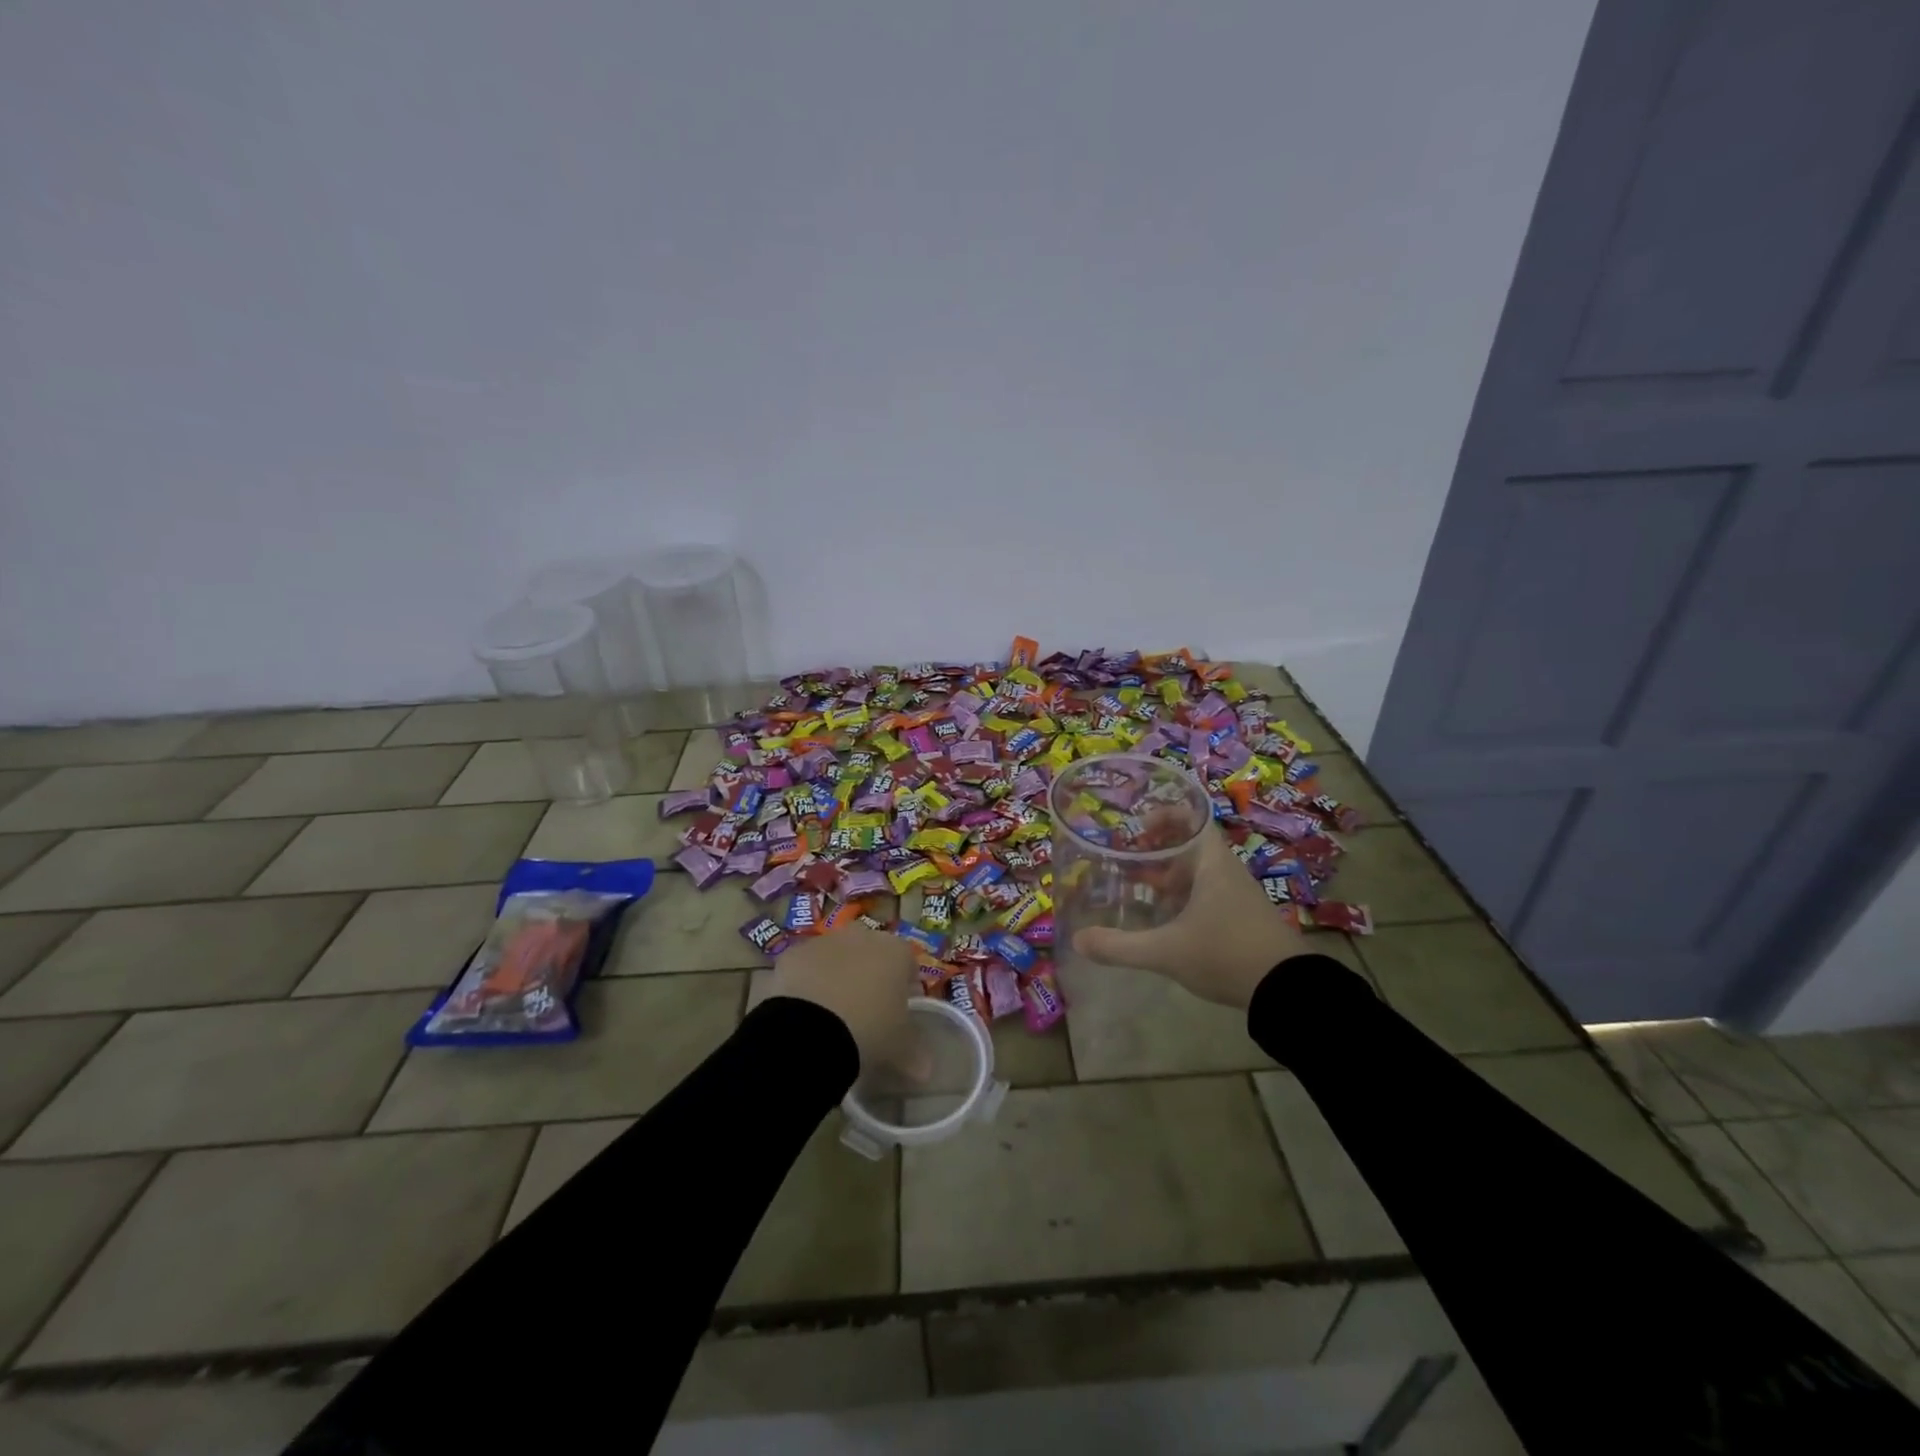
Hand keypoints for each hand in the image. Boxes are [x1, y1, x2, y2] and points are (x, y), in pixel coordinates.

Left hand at [766, 925, 916, 1069]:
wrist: (809, 1031)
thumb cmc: (868, 1031)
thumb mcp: (899, 1047)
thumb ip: (915, 1053)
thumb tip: (926, 1072)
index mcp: (895, 951)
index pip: (908, 962)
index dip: (905, 985)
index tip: (900, 1009)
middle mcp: (862, 936)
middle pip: (871, 951)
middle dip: (869, 973)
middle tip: (865, 1007)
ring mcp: (825, 941)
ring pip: (836, 955)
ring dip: (836, 974)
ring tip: (831, 1011)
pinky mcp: (793, 953)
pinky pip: (805, 966)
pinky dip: (807, 982)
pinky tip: (804, 1009)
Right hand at [1072, 825, 1308, 1009]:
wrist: (1288, 992)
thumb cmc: (1226, 954)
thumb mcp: (1166, 951)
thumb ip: (1120, 947)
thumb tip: (1078, 940)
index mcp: (1213, 863)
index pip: (1193, 818)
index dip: (1165, 815)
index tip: (1138, 828)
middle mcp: (1227, 871)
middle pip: (1192, 844)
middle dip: (1158, 850)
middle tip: (1129, 861)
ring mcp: (1238, 895)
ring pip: (1199, 871)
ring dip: (1170, 875)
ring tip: (1140, 890)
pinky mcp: (1243, 918)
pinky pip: (1208, 893)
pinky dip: (1185, 897)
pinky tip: (1167, 921)